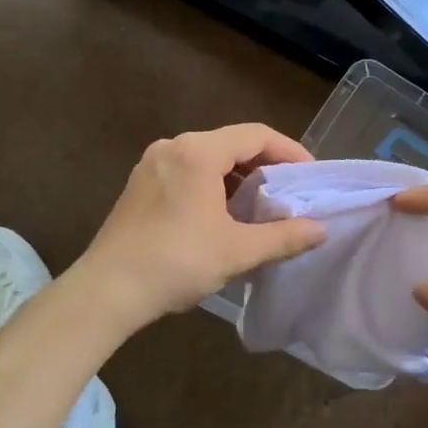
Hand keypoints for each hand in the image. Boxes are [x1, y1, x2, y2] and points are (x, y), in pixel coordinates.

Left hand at [71, 124, 326, 328]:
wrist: (106, 292)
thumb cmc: (175, 263)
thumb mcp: (237, 251)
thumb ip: (284, 237)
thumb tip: (321, 230)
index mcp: (197, 153)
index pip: (256, 135)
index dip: (289, 151)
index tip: (310, 175)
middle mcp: (173, 147)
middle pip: (232, 142)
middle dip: (265, 164)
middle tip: (290, 190)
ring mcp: (152, 163)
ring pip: (209, 157)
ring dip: (239, 175)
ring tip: (262, 203)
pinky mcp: (140, 183)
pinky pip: (188, 170)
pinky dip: (214, 183)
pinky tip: (225, 212)